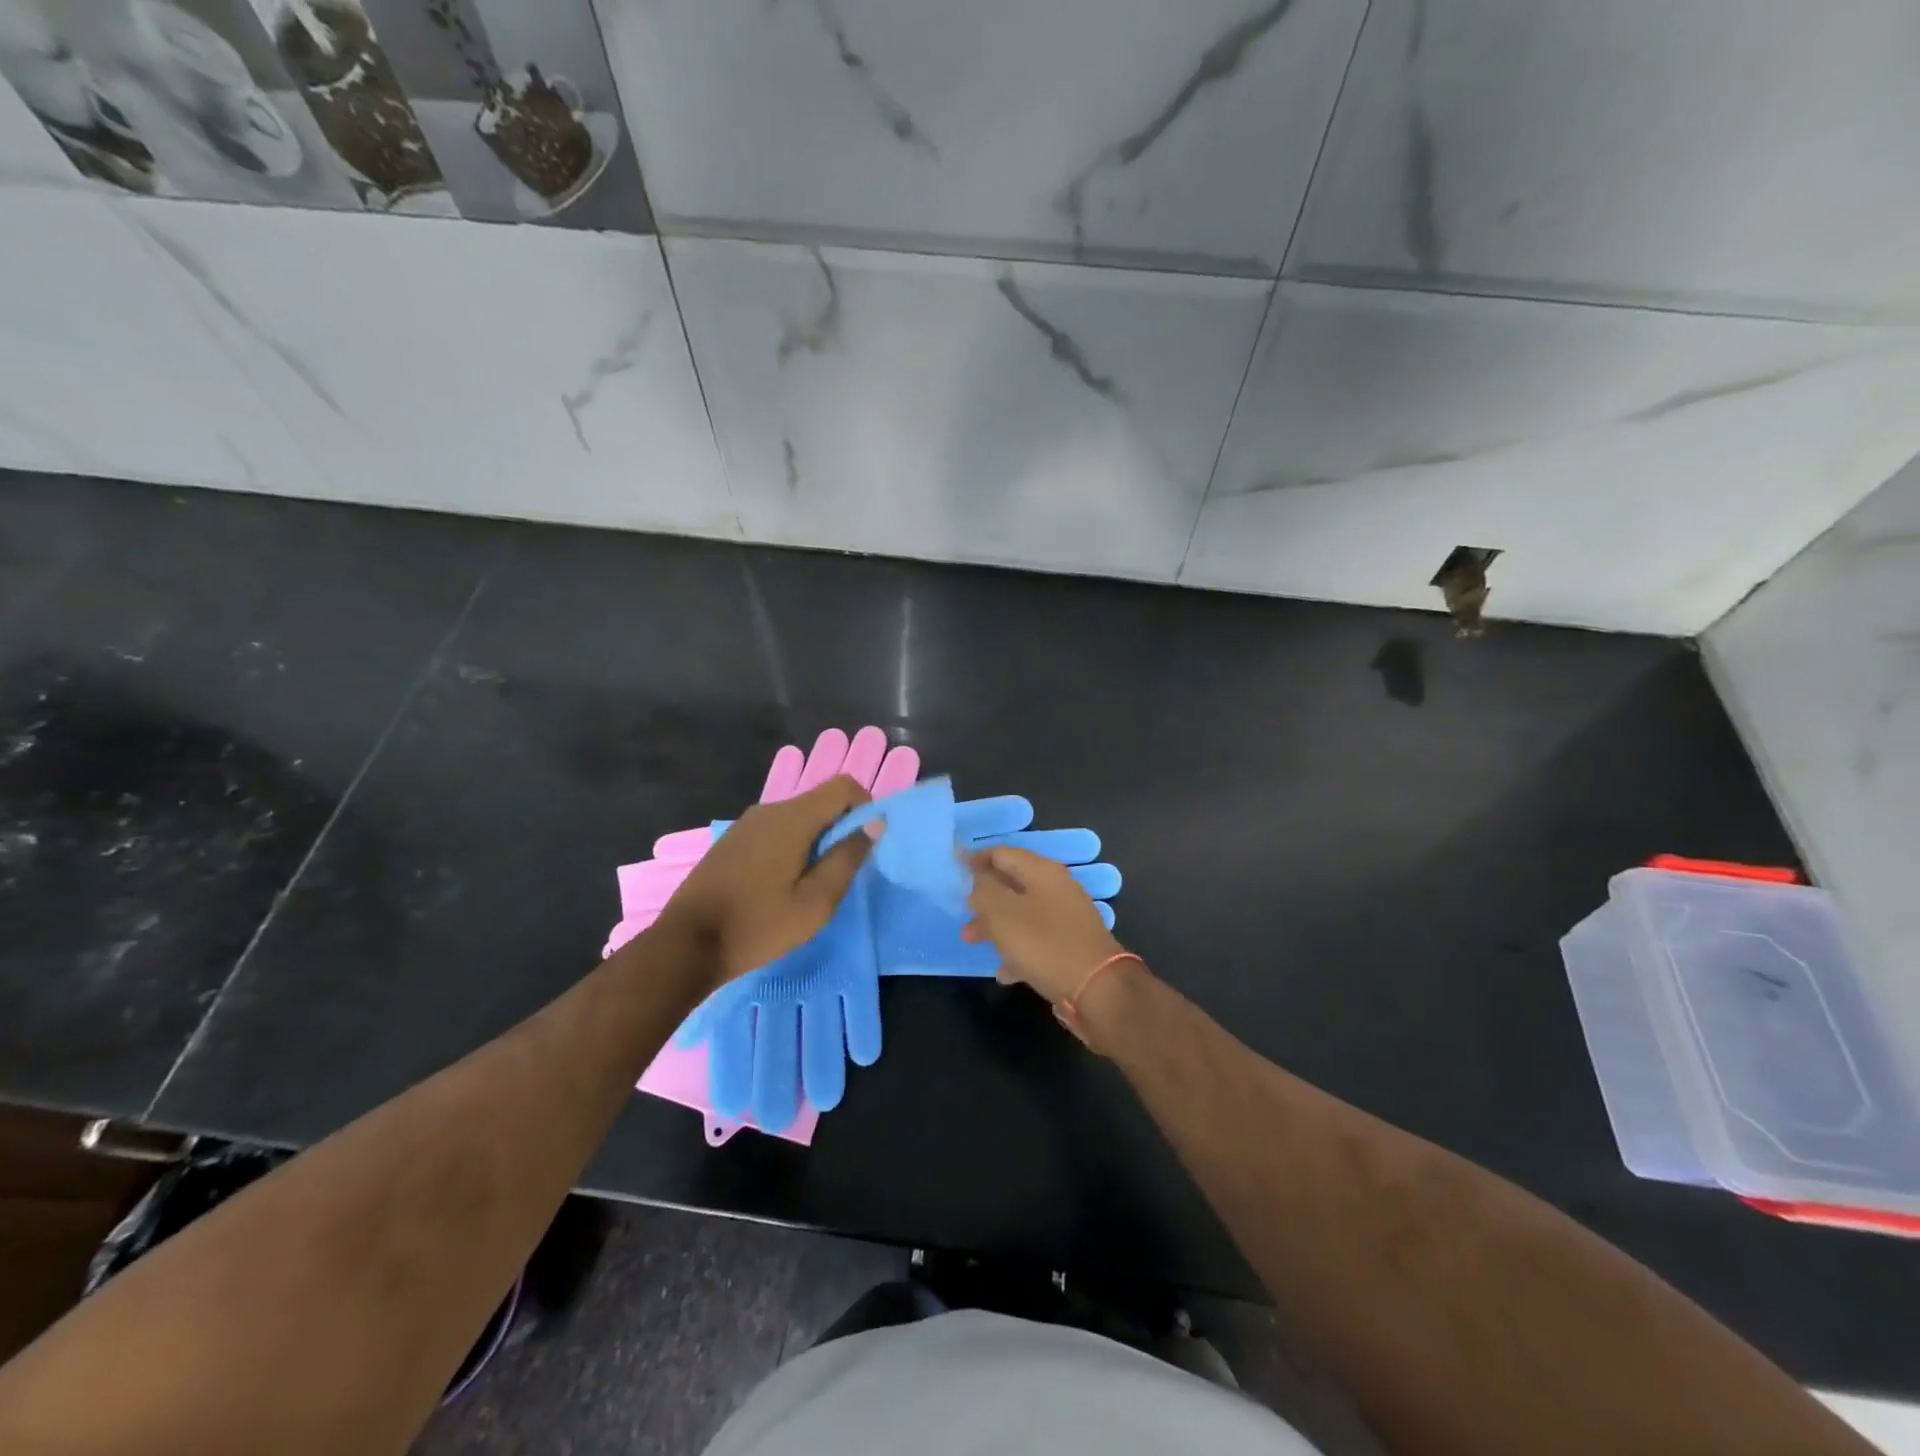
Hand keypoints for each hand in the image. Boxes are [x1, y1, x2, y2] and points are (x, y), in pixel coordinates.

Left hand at [657, 774, 876, 991]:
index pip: (843, 786)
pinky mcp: (733, 841)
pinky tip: (782, 884)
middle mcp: (769, 810)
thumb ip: (847, 858)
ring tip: (812, 883)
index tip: (865, 844)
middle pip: (820, 801)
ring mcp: (747, 824)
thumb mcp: (815, 902)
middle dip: (840, 828)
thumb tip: (874, 823)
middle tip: (840, 872)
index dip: (864, 806)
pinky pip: (776, 830)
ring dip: (816, 840)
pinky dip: (792, 846)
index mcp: (793, 818)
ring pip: (798, 817)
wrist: (686, 944)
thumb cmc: (758, 925)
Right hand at [962, 845, 1124, 1004]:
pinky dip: (1017, 950)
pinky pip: (1036, 940)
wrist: (1098, 989)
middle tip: (962, 912)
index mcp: (1042, 871)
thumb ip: (984, 891)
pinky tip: (1004, 972)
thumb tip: (979, 881)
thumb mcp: (1003, 914)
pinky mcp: (1071, 945)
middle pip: (1012, 884)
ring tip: (972, 941)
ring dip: (996, 925)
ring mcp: (1066, 917)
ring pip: (1022, 913)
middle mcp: (1057, 888)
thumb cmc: (1044, 944)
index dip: (976, 860)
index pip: (1002, 853)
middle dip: (984, 898)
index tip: (955, 871)